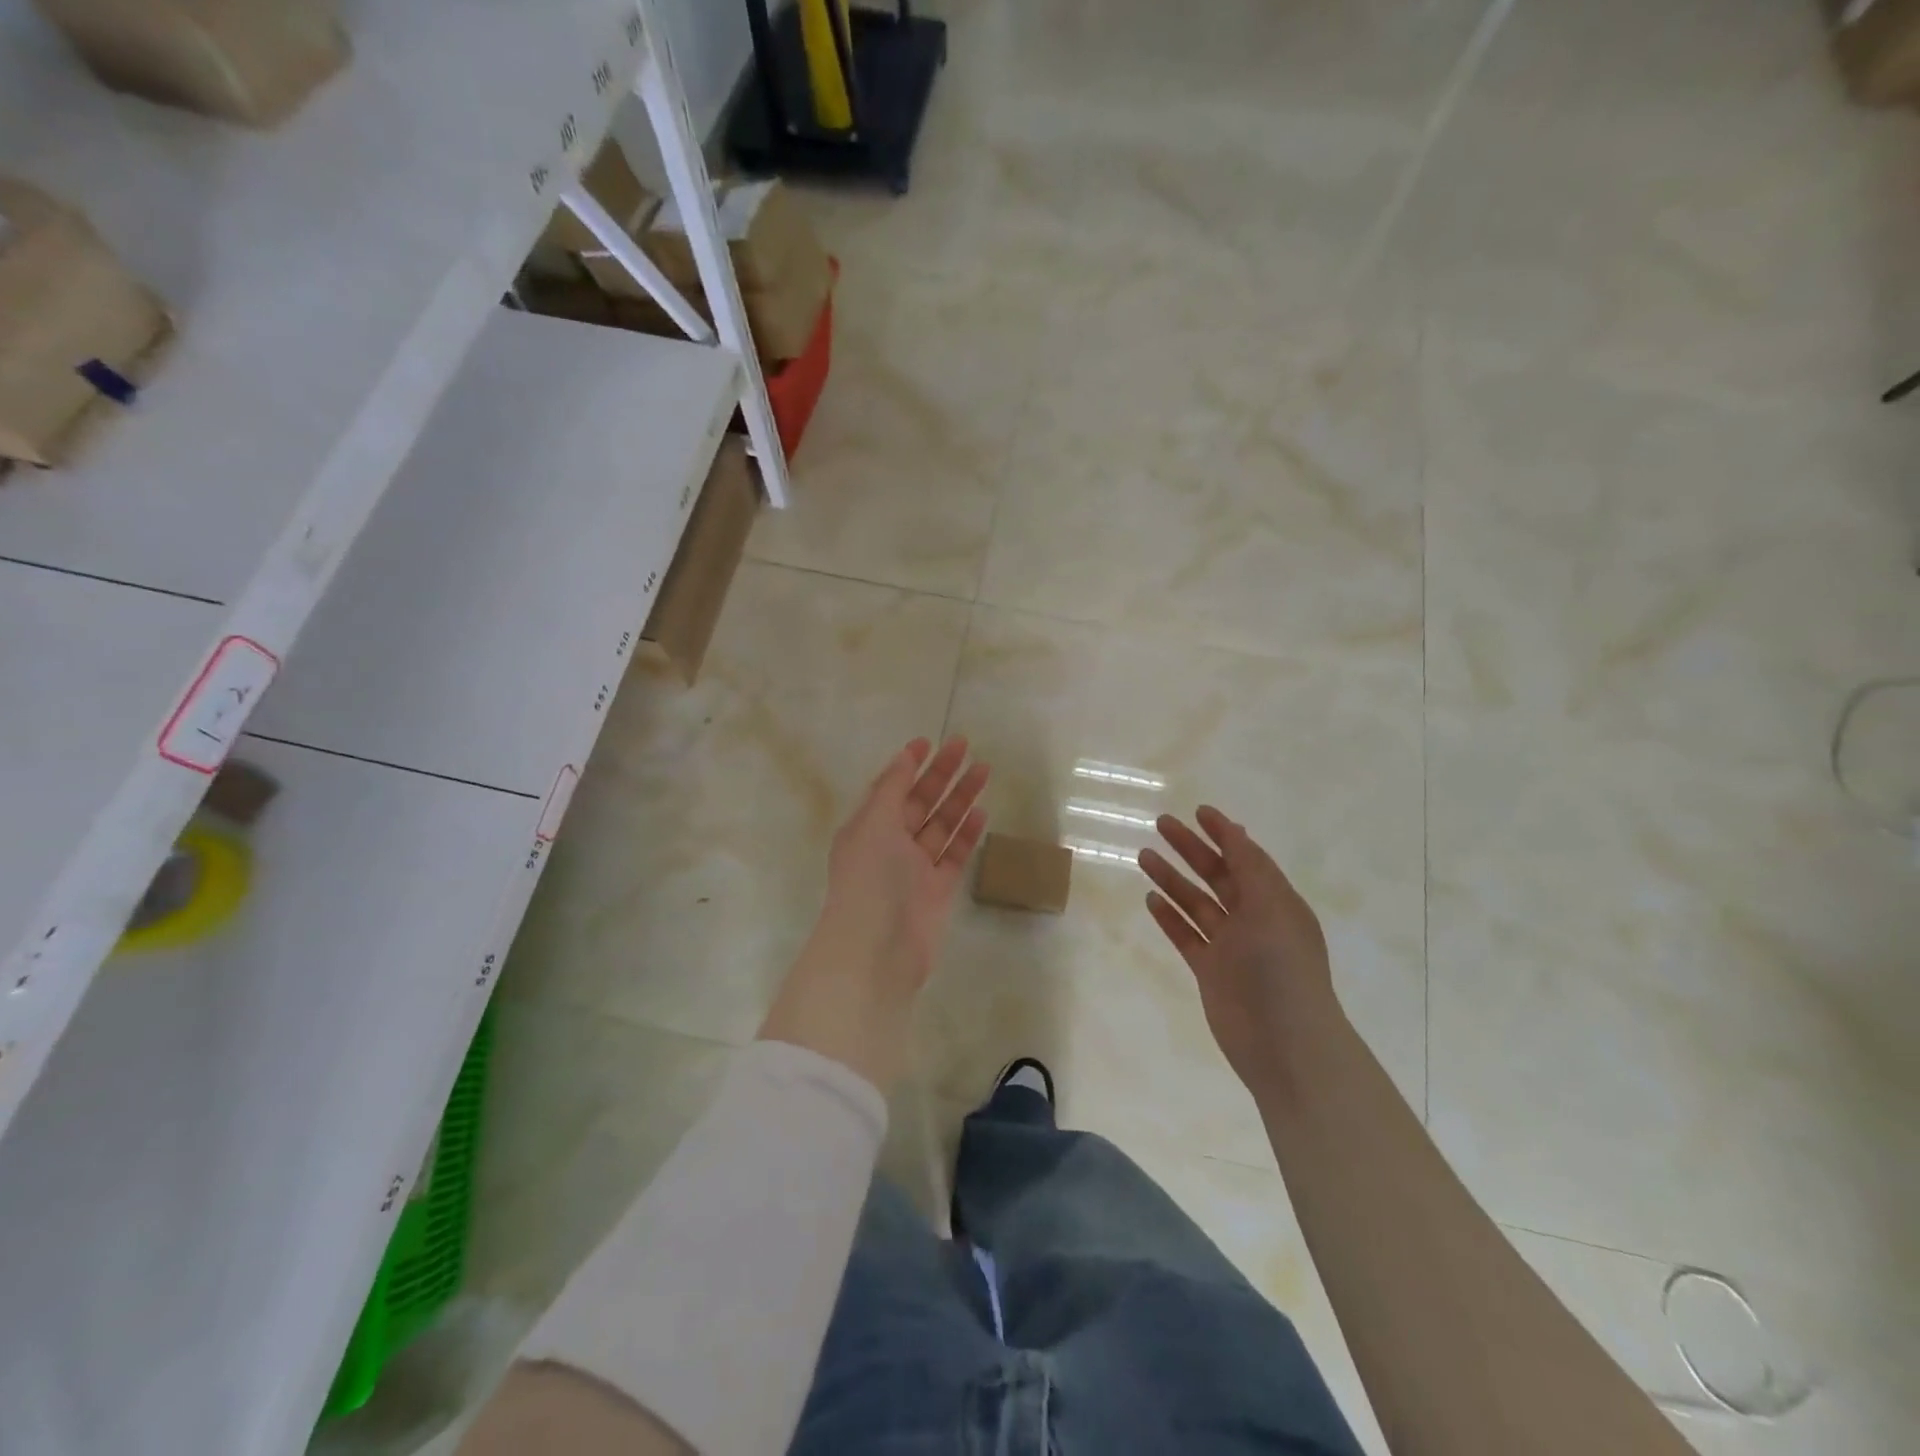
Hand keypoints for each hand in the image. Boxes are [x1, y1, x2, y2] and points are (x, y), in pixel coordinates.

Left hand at [759, 737, 988, 1090]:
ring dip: (960, 798)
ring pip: (940, 825)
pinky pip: (954, 854)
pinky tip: (981, 812)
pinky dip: (966, 833)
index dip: (908, 765)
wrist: (878, 948)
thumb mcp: (874, 823)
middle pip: (919, 802)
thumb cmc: (870, 878)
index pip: (890, 788)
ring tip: (984, 771)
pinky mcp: (938, 890)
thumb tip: (904, 756)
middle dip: (941, 774)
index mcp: (867, 827)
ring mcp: (915, 868)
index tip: (929, 741)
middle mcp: (889, 845)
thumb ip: (891, 788)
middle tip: (965, 746)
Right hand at [1139, 807, 1339, 1096]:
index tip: (1198, 811)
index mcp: (1277, 902)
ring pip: (1197, 903)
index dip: (1224, 834)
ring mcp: (1231, 947)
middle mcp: (1255, 920)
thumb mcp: (1272, 908)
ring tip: (1144, 855)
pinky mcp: (1210, 971)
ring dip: (1173, 879)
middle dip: (1192, 849)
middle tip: (1162, 824)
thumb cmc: (1283, 969)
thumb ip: (1250, 869)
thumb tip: (1235, 831)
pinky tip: (1150, 899)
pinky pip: (1187, 935)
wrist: (1285, 1044)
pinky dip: (1170, 917)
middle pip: (1218, 875)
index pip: (1247, 858)